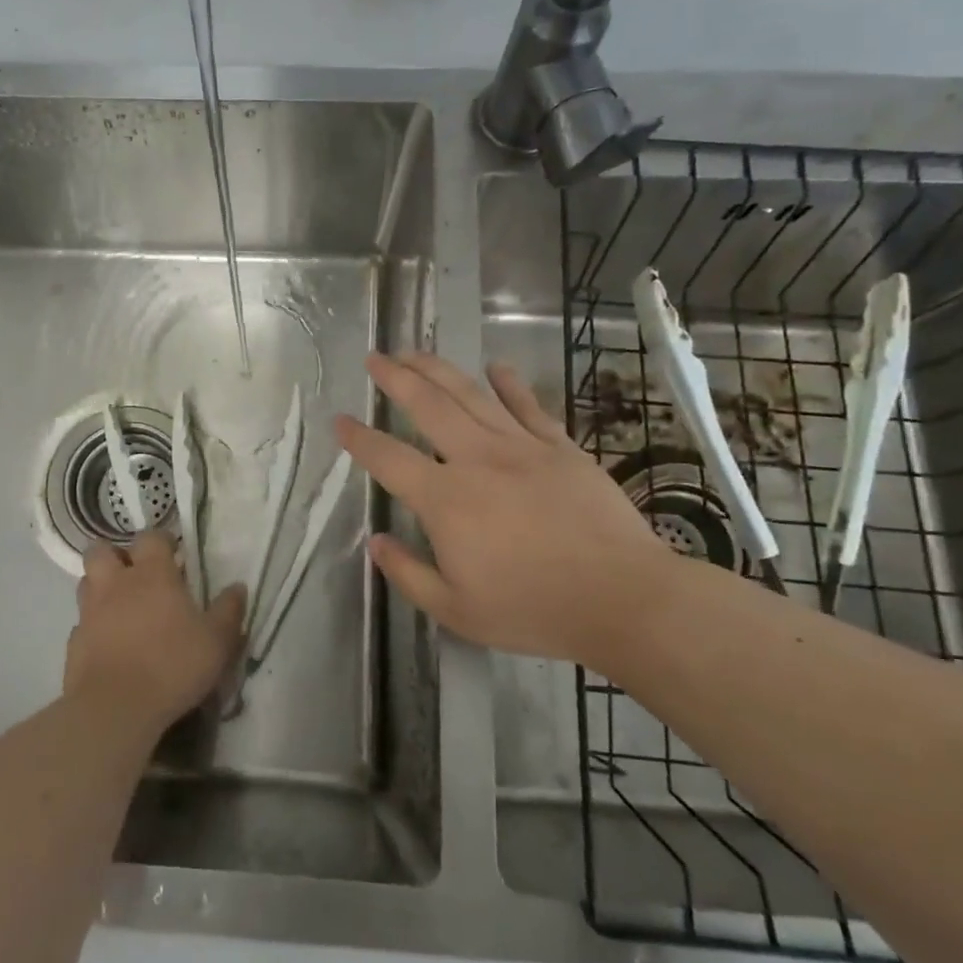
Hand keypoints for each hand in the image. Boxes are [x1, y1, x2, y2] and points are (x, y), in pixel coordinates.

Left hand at [67, 533, 246, 734]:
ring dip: (100, 586)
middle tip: (135, 573)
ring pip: (86, 583)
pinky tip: (108, 643)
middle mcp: (116, 584)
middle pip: (101, 550)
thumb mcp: (217, 641)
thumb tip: (238, 587)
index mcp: (152, 574)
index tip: (172, 552)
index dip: (160, 540)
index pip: (150, 537)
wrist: (116, 708)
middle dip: (116, 555)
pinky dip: (93, 626)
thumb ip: (228, 611)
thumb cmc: (173, 665)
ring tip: (120, 605)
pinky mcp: (74, 643)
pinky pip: (81, 623)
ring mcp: (90, 612)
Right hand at [336, 353, 683, 666]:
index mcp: (446, 500)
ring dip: (438, 369)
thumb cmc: (532, 609)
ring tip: (415, 352)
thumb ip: (408, 573)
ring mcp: (521, 447)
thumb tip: (376, 541)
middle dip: (396, 378)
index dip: (359, 438)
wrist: (621, 598)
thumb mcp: (456, 610)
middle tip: (375, 358)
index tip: (340, 420)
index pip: (388, 458)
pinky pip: (528, 405)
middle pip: (428, 406)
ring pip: (471, 395)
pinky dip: (509, 383)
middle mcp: (477, 460)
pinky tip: (496, 367)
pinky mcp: (559, 447)